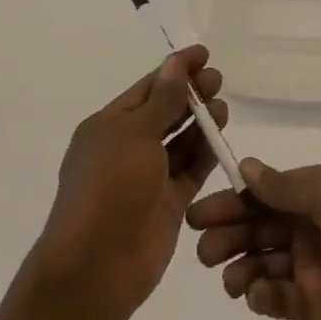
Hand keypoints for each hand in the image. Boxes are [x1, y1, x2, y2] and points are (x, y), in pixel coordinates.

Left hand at [32, 46, 228, 317]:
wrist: (96, 266)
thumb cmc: (110, 188)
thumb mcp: (135, 134)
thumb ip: (162, 100)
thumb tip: (176, 63)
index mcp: (108, 126)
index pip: (147, 88)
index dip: (175, 69)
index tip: (204, 54)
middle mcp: (126, 148)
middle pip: (164, 112)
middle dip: (190, 94)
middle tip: (218, 80)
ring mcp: (147, 178)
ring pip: (179, 141)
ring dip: (200, 122)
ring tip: (223, 107)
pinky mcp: (167, 204)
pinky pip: (190, 171)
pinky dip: (205, 153)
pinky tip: (223, 137)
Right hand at [188, 159, 320, 319]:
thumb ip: (288, 187)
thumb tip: (246, 167)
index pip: (267, 192)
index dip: (233, 199)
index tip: (200, 212)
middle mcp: (315, 226)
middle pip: (260, 226)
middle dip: (229, 233)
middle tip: (204, 249)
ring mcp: (316, 268)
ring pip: (264, 262)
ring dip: (241, 266)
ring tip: (231, 279)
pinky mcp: (318, 308)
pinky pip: (280, 298)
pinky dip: (263, 296)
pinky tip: (257, 296)